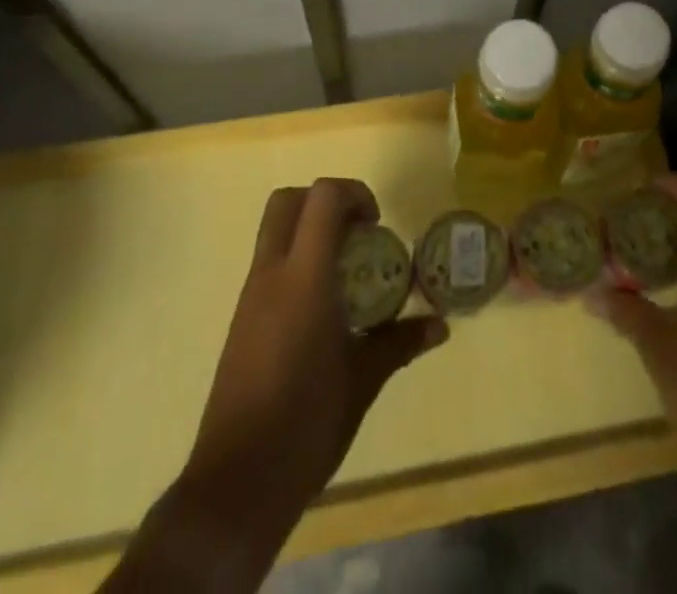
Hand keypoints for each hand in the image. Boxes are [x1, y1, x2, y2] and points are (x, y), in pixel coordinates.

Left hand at [190, 178, 445, 512]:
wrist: (236, 483)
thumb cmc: (306, 423)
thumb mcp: (363, 380)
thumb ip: (400, 342)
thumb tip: (440, 326)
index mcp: (303, 278)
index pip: (322, 198)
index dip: (354, 194)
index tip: (376, 225)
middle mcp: (271, 274)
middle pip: (288, 200)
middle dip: (325, 202)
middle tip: (357, 234)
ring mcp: (250, 297)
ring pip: (274, 232)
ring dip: (309, 232)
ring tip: (346, 275)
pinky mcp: (241, 321)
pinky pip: (269, 266)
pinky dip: (297, 263)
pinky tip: (322, 311)